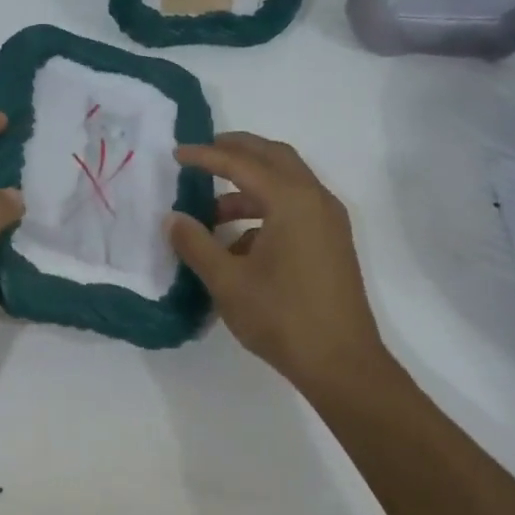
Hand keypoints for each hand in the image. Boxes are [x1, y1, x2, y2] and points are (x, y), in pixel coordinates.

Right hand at [167, 133, 381, 394]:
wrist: (342, 363)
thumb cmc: (282, 317)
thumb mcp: (227, 282)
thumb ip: (196, 244)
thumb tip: (173, 219)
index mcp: (292, 201)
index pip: (241, 164)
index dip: (206, 156)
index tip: (176, 153)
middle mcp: (316, 200)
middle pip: (274, 157)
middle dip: (237, 151)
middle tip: (202, 154)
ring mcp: (328, 221)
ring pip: (286, 183)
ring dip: (249, 187)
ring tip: (211, 212)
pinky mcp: (331, 242)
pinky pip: (295, 208)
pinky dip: (265, 210)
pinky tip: (238, 243)